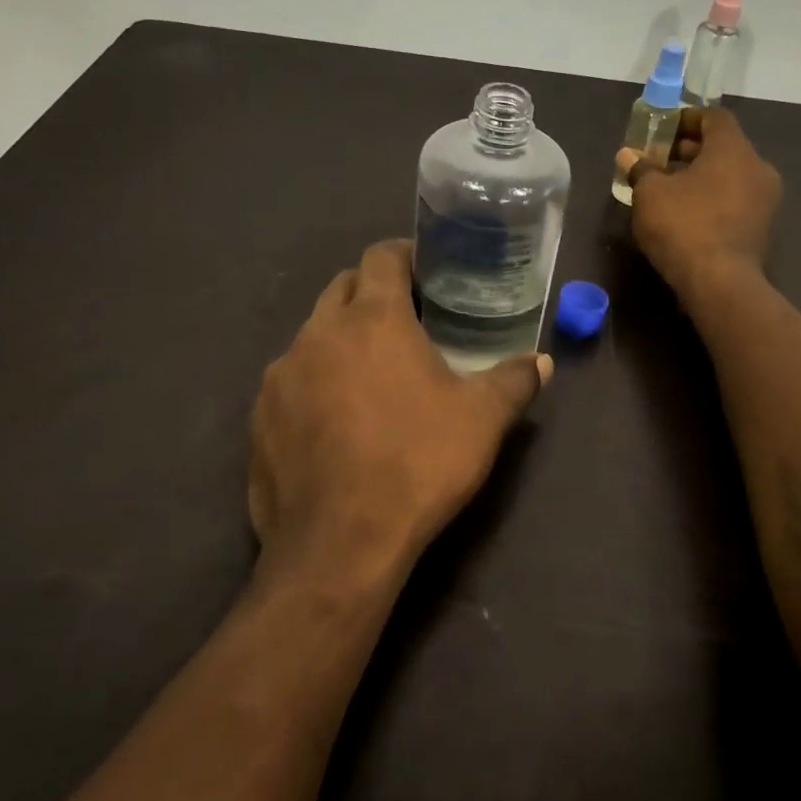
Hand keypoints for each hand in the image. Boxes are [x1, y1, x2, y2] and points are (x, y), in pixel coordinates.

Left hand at [248, 239, 551, 589]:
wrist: (340, 544)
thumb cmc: (418, 463)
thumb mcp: (483, 420)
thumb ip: (515, 380)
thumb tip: (542, 361)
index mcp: (372, 319)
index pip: (381, 257)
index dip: (405, 255)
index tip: (427, 271)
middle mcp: (318, 334)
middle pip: (342, 288)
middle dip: (371, 291)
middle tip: (406, 318)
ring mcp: (280, 376)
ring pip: (313, 335)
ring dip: (341, 339)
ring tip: (371, 373)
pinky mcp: (259, 419)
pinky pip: (290, 382)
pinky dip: (314, 383)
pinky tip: (336, 421)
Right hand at [621, 106, 782, 302]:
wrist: (720, 283)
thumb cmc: (683, 226)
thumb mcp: (650, 194)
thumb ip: (641, 169)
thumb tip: (628, 156)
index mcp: (733, 149)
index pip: (714, 118)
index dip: (687, 119)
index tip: (663, 129)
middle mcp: (757, 167)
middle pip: (723, 146)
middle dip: (690, 150)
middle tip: (659, 160)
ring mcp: (765, 200)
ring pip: (730, 175)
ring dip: (701, 176)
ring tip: (669, 188)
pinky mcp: (762, 228)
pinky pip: (735, 199)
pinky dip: (713, 197)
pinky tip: (687, 213)